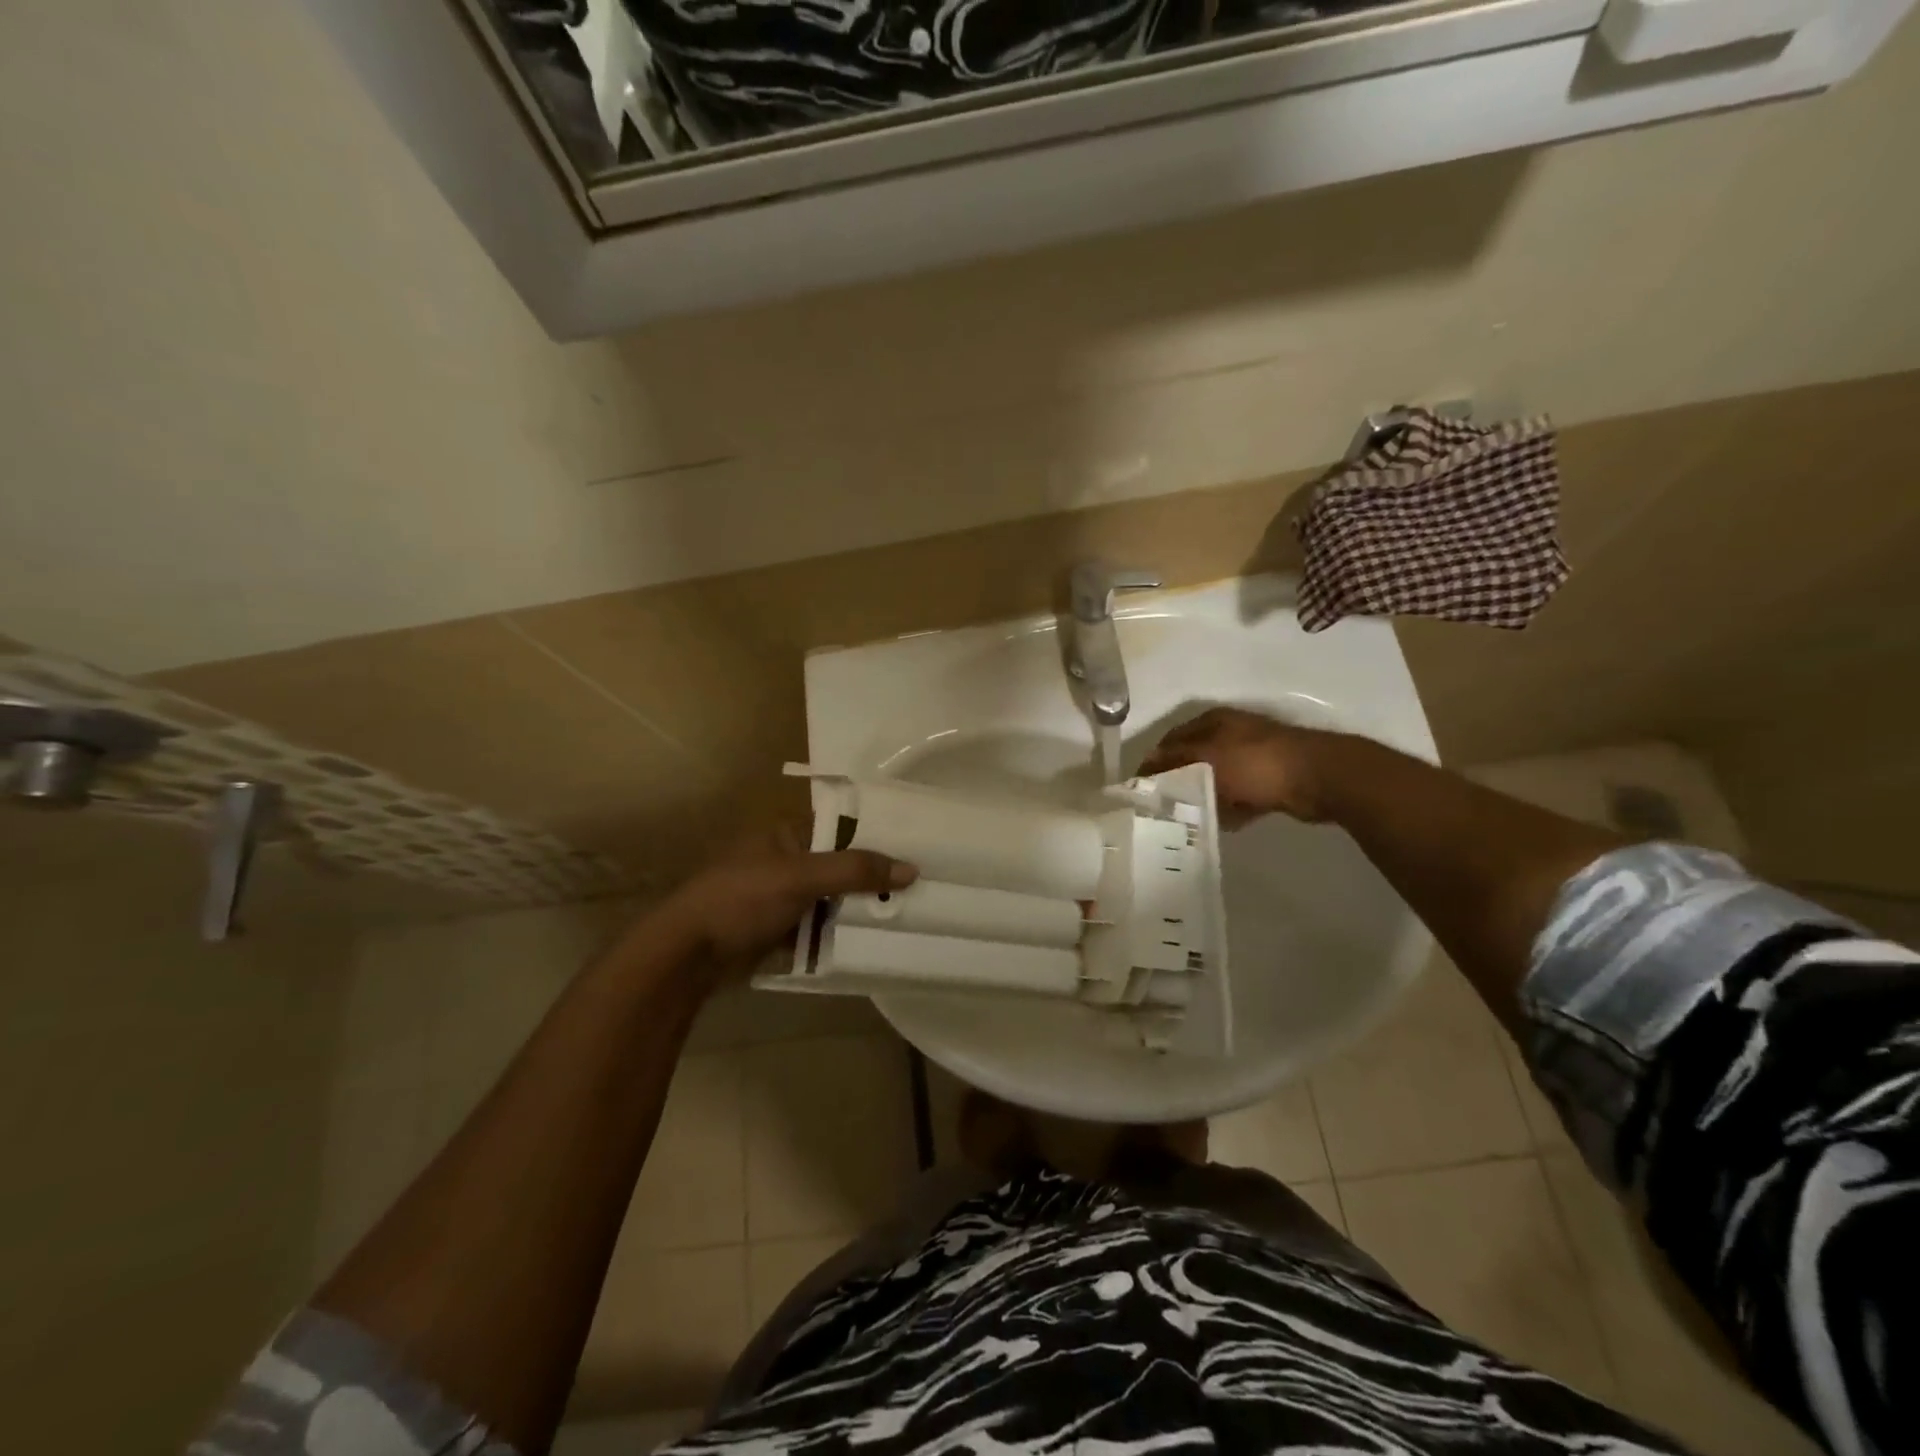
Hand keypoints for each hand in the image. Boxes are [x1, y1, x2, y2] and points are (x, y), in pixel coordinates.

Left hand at [661, 823, 917, 975]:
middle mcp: (790, 859)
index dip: (879, 835)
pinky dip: (843, 931)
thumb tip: (911, 869)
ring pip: (836, 898)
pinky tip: (877, 938)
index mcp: (789, 833)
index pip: (845, 825)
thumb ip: (854, 871)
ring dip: (863, 908)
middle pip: (844, 864)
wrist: (688, 956)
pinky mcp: (784, 929)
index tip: (920, 846)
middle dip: (876, 877)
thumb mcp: (800, 877)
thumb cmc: (741, 900)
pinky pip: (823, 925)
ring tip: (911, 913)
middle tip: (923, 885)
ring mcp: (786, 896)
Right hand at [1140, 707, 1336, 827]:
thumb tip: (1144, 765)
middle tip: (1161, 808)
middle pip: (1193, 759)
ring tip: (1186, 820)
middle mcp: (1230, 734)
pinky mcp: (1268, 780)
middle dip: (1178, 781)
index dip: (1155, 761)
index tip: (1141, 789)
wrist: (1317, 778)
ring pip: (1216, 779)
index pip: (1171, 739)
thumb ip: (1173, 760)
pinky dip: (1229, 808)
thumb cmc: (1254, 762)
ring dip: (1204, 796)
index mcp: (1213, 721)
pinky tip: (1219, 823)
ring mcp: (1251, 757)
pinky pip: (1238, 796)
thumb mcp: (1205, 757)